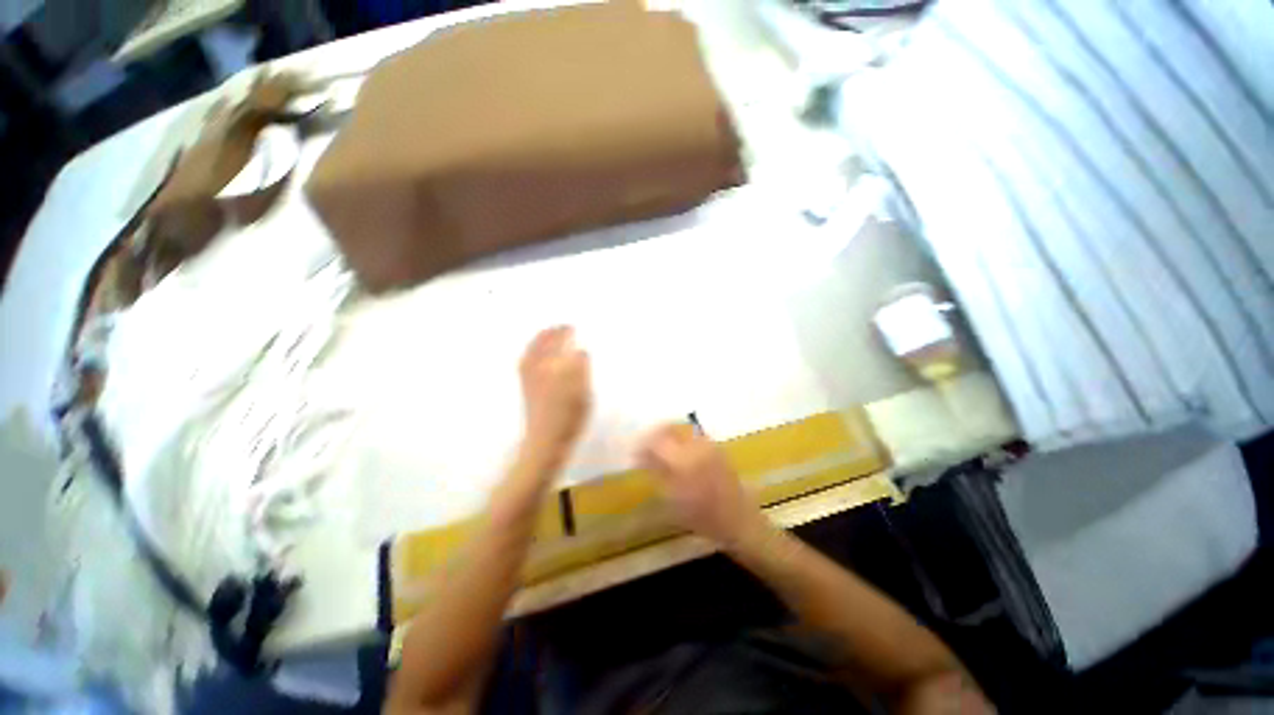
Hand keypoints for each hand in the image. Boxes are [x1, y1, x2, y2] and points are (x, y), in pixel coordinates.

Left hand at [519, 326, 590, 467]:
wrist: (545, 439)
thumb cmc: (569, 416)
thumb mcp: (583, 391)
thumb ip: (581, 367)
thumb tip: (580, 351)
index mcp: (555, 366)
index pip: (561, 342)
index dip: (567, 333)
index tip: (572, 327)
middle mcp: (539, 367)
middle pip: (545, 344)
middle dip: (553, 333)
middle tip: (562, 326)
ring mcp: (529, 377)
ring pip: (533, 351)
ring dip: (540, 339)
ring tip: (548, 333)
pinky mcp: (525, 386)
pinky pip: (525, 361)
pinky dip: (530, 351)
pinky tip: (535, 353)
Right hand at [638, 424, 765, 546]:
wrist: (740, 521)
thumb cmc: (704, 517)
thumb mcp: (673, 499)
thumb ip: (657, 473)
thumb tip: (641, 457)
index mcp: (684, 460)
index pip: (655, 440)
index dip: (641, 444)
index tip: (634, 454)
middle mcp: (696, 445)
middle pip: (668, 427)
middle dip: (653, 434)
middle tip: (645, 449)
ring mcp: (708, 444)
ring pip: (681, 429)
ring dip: (667, 435)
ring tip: (659, 451)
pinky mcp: (716, 447)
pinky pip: (692, 435)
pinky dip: (680, 439)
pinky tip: (677, 454)